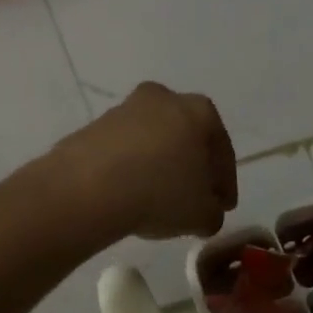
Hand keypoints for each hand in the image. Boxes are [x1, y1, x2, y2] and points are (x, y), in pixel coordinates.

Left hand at [55, 82, 236, 239]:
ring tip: (157, 200)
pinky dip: (130, 168)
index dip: (225, 182)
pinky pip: (123, 150)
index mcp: (199, 110)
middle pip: (186, 137)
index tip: (224, 206)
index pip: (222, 149)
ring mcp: (124, 109)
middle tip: (193, 200)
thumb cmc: (160, 192)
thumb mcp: (202, 214)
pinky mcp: (93, 126)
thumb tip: (207, 212)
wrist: (87, 188)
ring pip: (153, 141)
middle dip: (192, 168)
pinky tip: (128, 194)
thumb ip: (213, 213)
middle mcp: (163, 98)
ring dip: (158, 166)